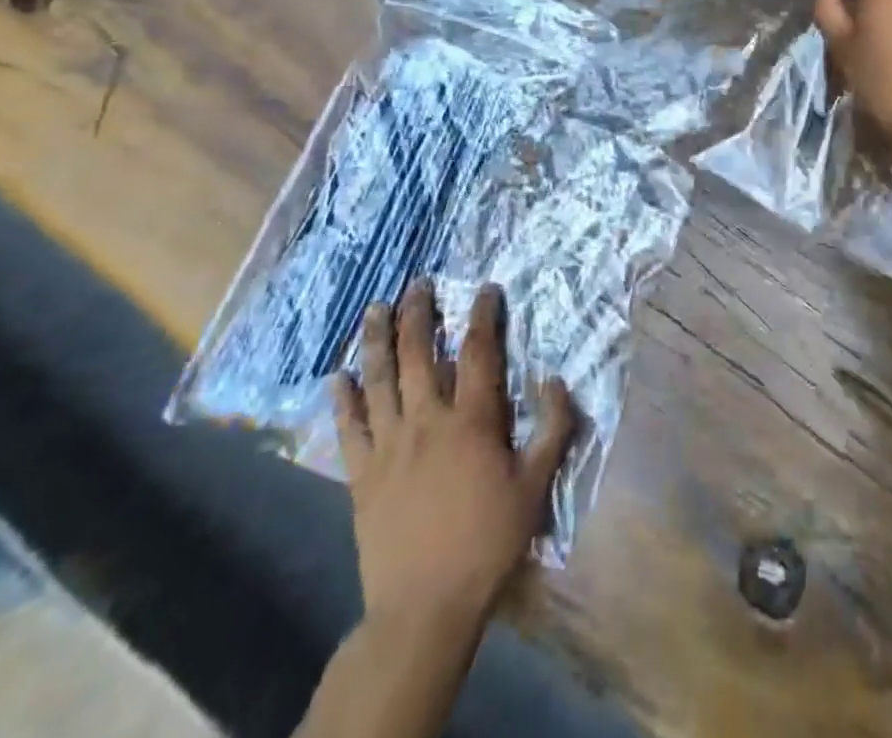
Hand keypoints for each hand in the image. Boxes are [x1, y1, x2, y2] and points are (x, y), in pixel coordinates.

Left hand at [331, 281, 576, 630]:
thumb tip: (555, 380)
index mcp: (471, 420)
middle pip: (418, 353)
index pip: (477, 352)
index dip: (483, 315)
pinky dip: (342, 399)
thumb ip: (552, 429)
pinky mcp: (361, 474)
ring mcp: (389, 445)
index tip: (485, 288)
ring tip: (376, 308)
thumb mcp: (535, 487)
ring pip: (379, 379)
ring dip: (377, 340)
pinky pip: (349, 427)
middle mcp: (426, 420)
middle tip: (418, 283)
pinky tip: (337, 375)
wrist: (425, 607)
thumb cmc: (487, 543)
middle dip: (419, 313)